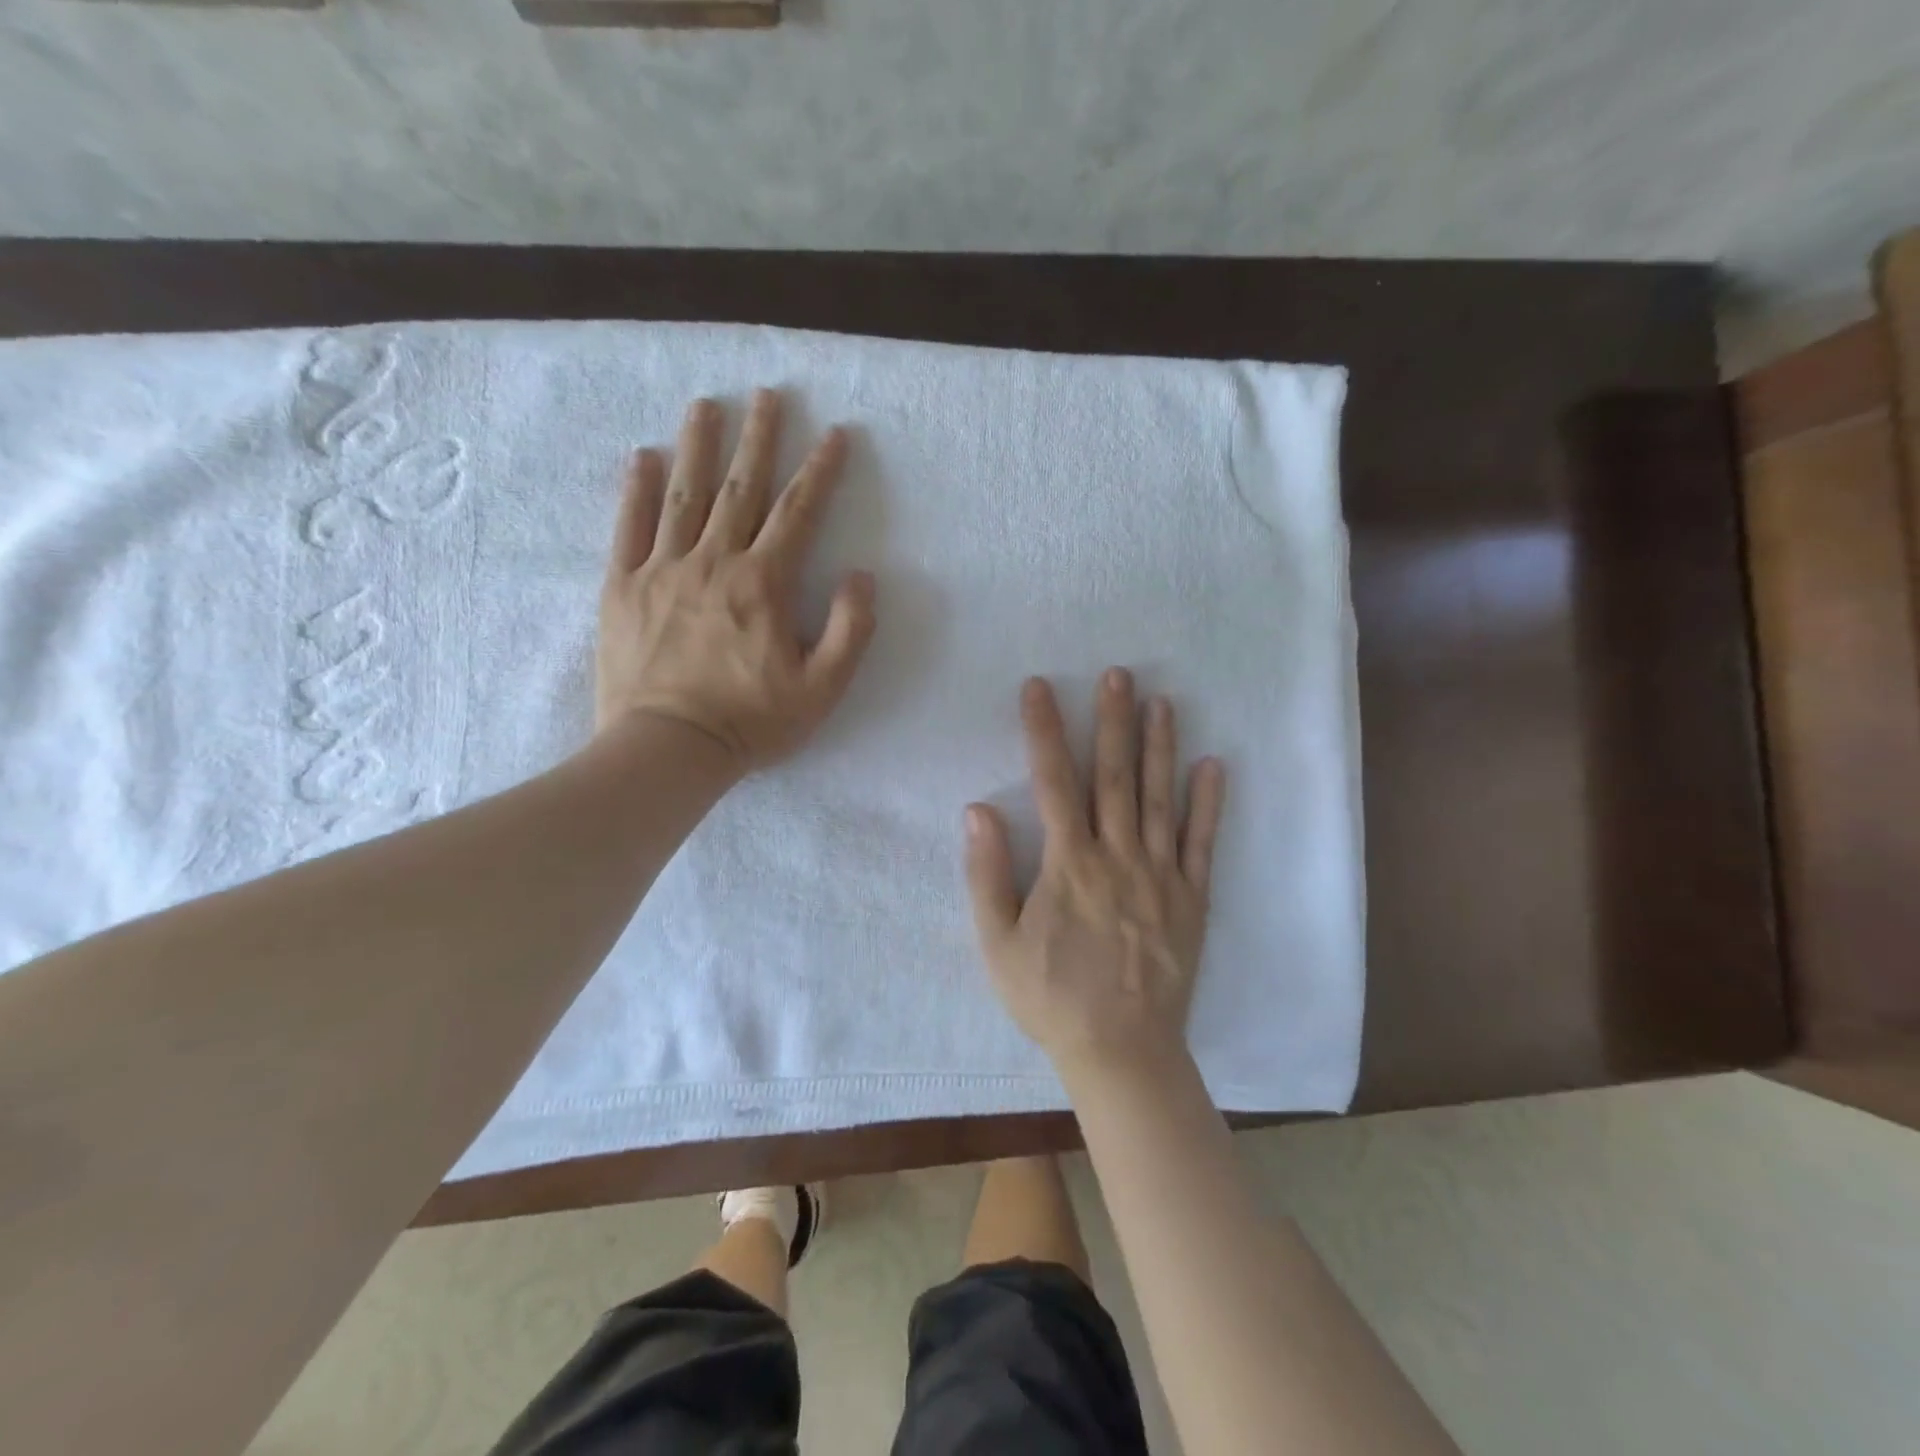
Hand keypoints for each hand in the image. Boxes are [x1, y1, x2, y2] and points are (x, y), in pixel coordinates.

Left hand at [596, 390, 876, 772]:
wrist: (669, 748)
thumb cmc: (751, 721)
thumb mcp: (822, 688)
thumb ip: (850, 630)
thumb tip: (862, 577)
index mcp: (764, 583)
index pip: (799, 513)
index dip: (820, 471)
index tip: (834, 433)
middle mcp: (714, 562)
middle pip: (741, 488)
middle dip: (758, 438)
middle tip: (767, 394)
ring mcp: (663, 570)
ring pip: (684, 494)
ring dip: (698, 445)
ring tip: (706, 403)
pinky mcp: (623, 587)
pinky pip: (629, 527)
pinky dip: (637, 489)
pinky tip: (644, 456)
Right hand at [964, 671, 1226, 1076]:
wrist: (1122, 1051)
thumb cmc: (1051, 998)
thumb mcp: (997, 944)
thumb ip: (987, 875)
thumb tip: (977, 810)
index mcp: (1069, 865)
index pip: (1052, 782)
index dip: (1043, 731)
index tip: (1039, 687)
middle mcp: (1118, 857)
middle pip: (1113, 777)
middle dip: (1112, 721)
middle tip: (1118, 674)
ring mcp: (1160, 875)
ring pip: (1158, 798)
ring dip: (1159, 746)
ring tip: (1162, 701)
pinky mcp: (1191, 898)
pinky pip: (1201, 843)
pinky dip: (1207, 803)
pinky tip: (1213, 765)